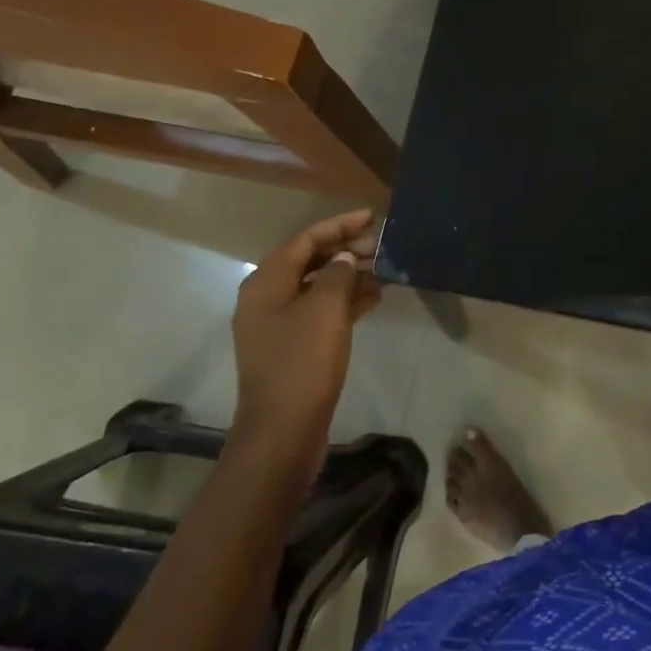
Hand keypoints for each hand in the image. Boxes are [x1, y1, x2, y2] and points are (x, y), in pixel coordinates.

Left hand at [231, 210, 384, 464]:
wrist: (283, 433)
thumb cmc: (302, 363)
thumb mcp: (326, 309)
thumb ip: (338, 273)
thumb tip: (345, 259)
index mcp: (266, 283)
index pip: (305, 239)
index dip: (339, 225)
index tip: (372, 217)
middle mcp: (266, 299)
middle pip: (309, 260)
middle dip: (345, 250)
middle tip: (381, 246)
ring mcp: (278, 326)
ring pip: (317, 287)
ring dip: (348, 276)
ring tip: (384, 271)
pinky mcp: (292, 348)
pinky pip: (320, 312)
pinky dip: (345, 301)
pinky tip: (374, 299)